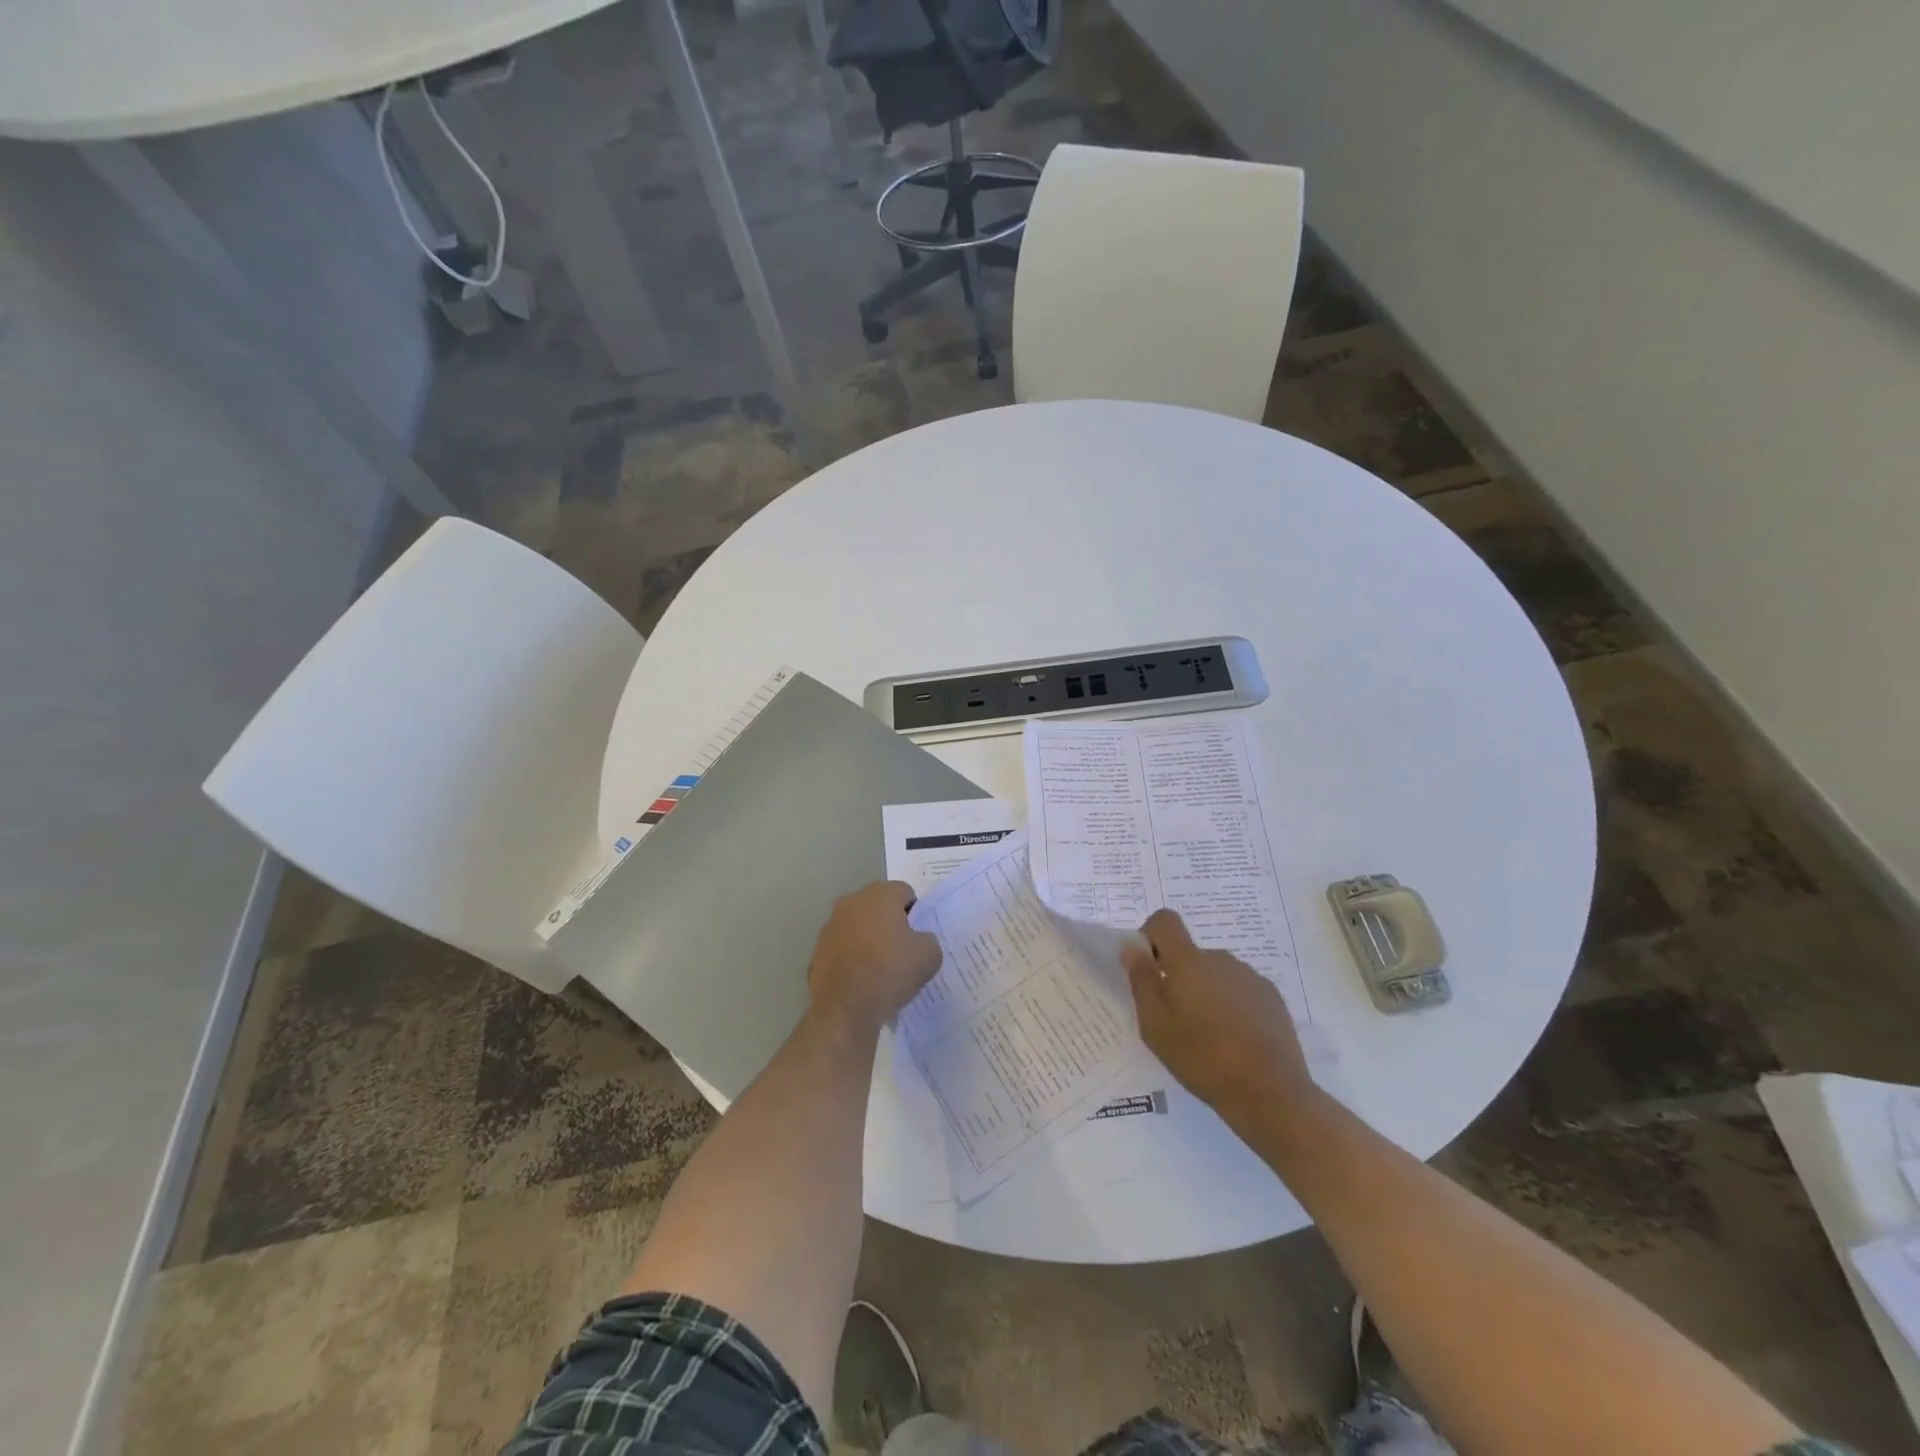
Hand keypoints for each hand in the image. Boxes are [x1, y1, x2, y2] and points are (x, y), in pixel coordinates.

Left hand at [807, 881, 941, 1035]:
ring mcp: (830, 926)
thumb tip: (918, 940)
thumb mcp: (930, 955)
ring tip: (880, 968)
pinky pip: (842, 948)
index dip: (915, 914)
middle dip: (890, 923)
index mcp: (880, 894)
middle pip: (878, 906)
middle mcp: (851, 902)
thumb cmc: (891, 971)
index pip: (905, 893)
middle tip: (902, 950)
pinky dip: (851, 958)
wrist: (846, 1008)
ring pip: (857, 926)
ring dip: (868, 939)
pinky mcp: (817, 951)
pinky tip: (861, 980)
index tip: (918, 937)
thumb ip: (927, 939)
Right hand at [1122, 909, 1314, 1121]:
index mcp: (1188, 962)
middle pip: (1190, 953)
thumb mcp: (1155, 1026)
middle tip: (1176, 1018)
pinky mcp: (1272, 996)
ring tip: (1209, 1034)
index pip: (1165, 920)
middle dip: (1178, 975)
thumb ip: (1141, 981)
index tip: (1149, 968)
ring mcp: (1250, 976)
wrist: (1270, 1093)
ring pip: (1215, 973)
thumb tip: (1132, 948)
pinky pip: (1240, 988)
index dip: (1151, 935)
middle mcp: (1220, 959)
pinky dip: (1231, 1004)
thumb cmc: (1202, 1059)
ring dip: (1206, 991)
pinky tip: (1236, 1039)